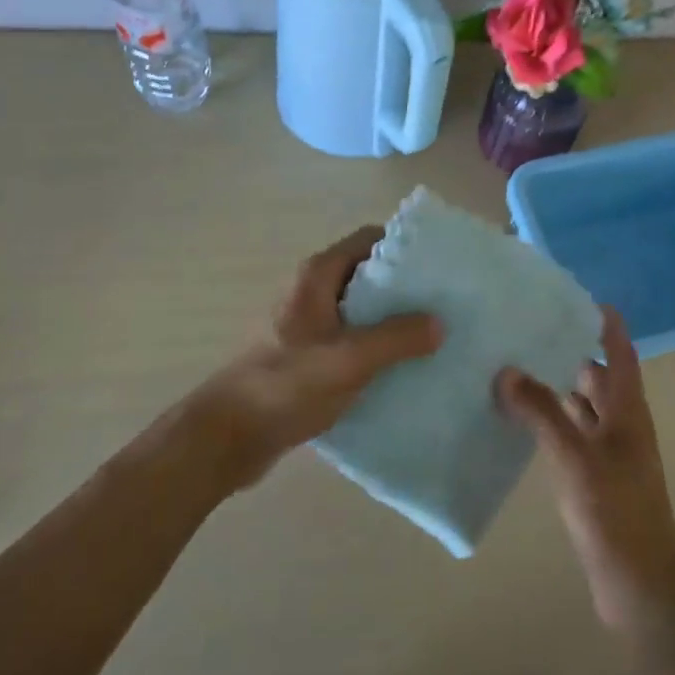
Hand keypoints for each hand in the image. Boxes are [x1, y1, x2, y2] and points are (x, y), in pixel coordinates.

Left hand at [190, 227, 442, 490]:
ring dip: (392, 320)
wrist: (230, 436)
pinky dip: (375, 346)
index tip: (439, 266)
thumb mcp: (349, 360)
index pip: (369, 239)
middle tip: (443, 305)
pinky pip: (351, 338)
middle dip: (405, 287)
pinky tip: (401, 367)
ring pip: (360, 309)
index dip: (404, 247)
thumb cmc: (286, 385)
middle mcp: (312, 290)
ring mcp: (308, 323)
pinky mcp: (307, 354)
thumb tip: (439, 323)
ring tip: (432, 337)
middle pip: (367, 273)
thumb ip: (397, 338)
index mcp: (318, 275)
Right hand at [497, 308, 674, 629]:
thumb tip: (507, 370)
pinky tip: (523, 421)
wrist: (640, 586)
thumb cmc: (614, 512)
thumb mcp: (574, 456)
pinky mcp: (597, 481)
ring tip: (519, 366)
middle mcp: (623, 426)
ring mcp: (611, 455)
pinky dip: (553, 422)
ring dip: (559, 388)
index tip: (580, 299)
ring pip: (585, 408)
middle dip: (572, 352)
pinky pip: (574, 437)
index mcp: (628, 411)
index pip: (620, 354)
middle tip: (532, 330)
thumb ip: (541, 411)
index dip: (607, 326)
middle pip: (600, 378)